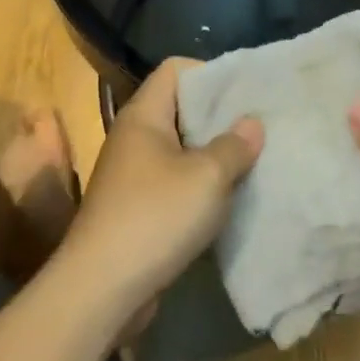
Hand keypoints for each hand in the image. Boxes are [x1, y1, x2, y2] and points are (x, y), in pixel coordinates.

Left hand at [65, 58, 262, 318]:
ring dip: (213, 155)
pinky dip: (200, 186)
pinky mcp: (136, 209)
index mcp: (143, 115)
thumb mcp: (207, 177)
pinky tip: (228, 200)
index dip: (210, 73)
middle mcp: (134, 138)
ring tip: (252, 162)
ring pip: (180, 149)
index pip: (175, 69)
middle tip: (259, 127)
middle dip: (219, 116)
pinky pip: (174, 183)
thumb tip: (252, 123)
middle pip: (180, 108)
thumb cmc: (155, 218)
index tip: (245, 93)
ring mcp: (132, 175)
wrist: (100, 291)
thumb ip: (234, 145)